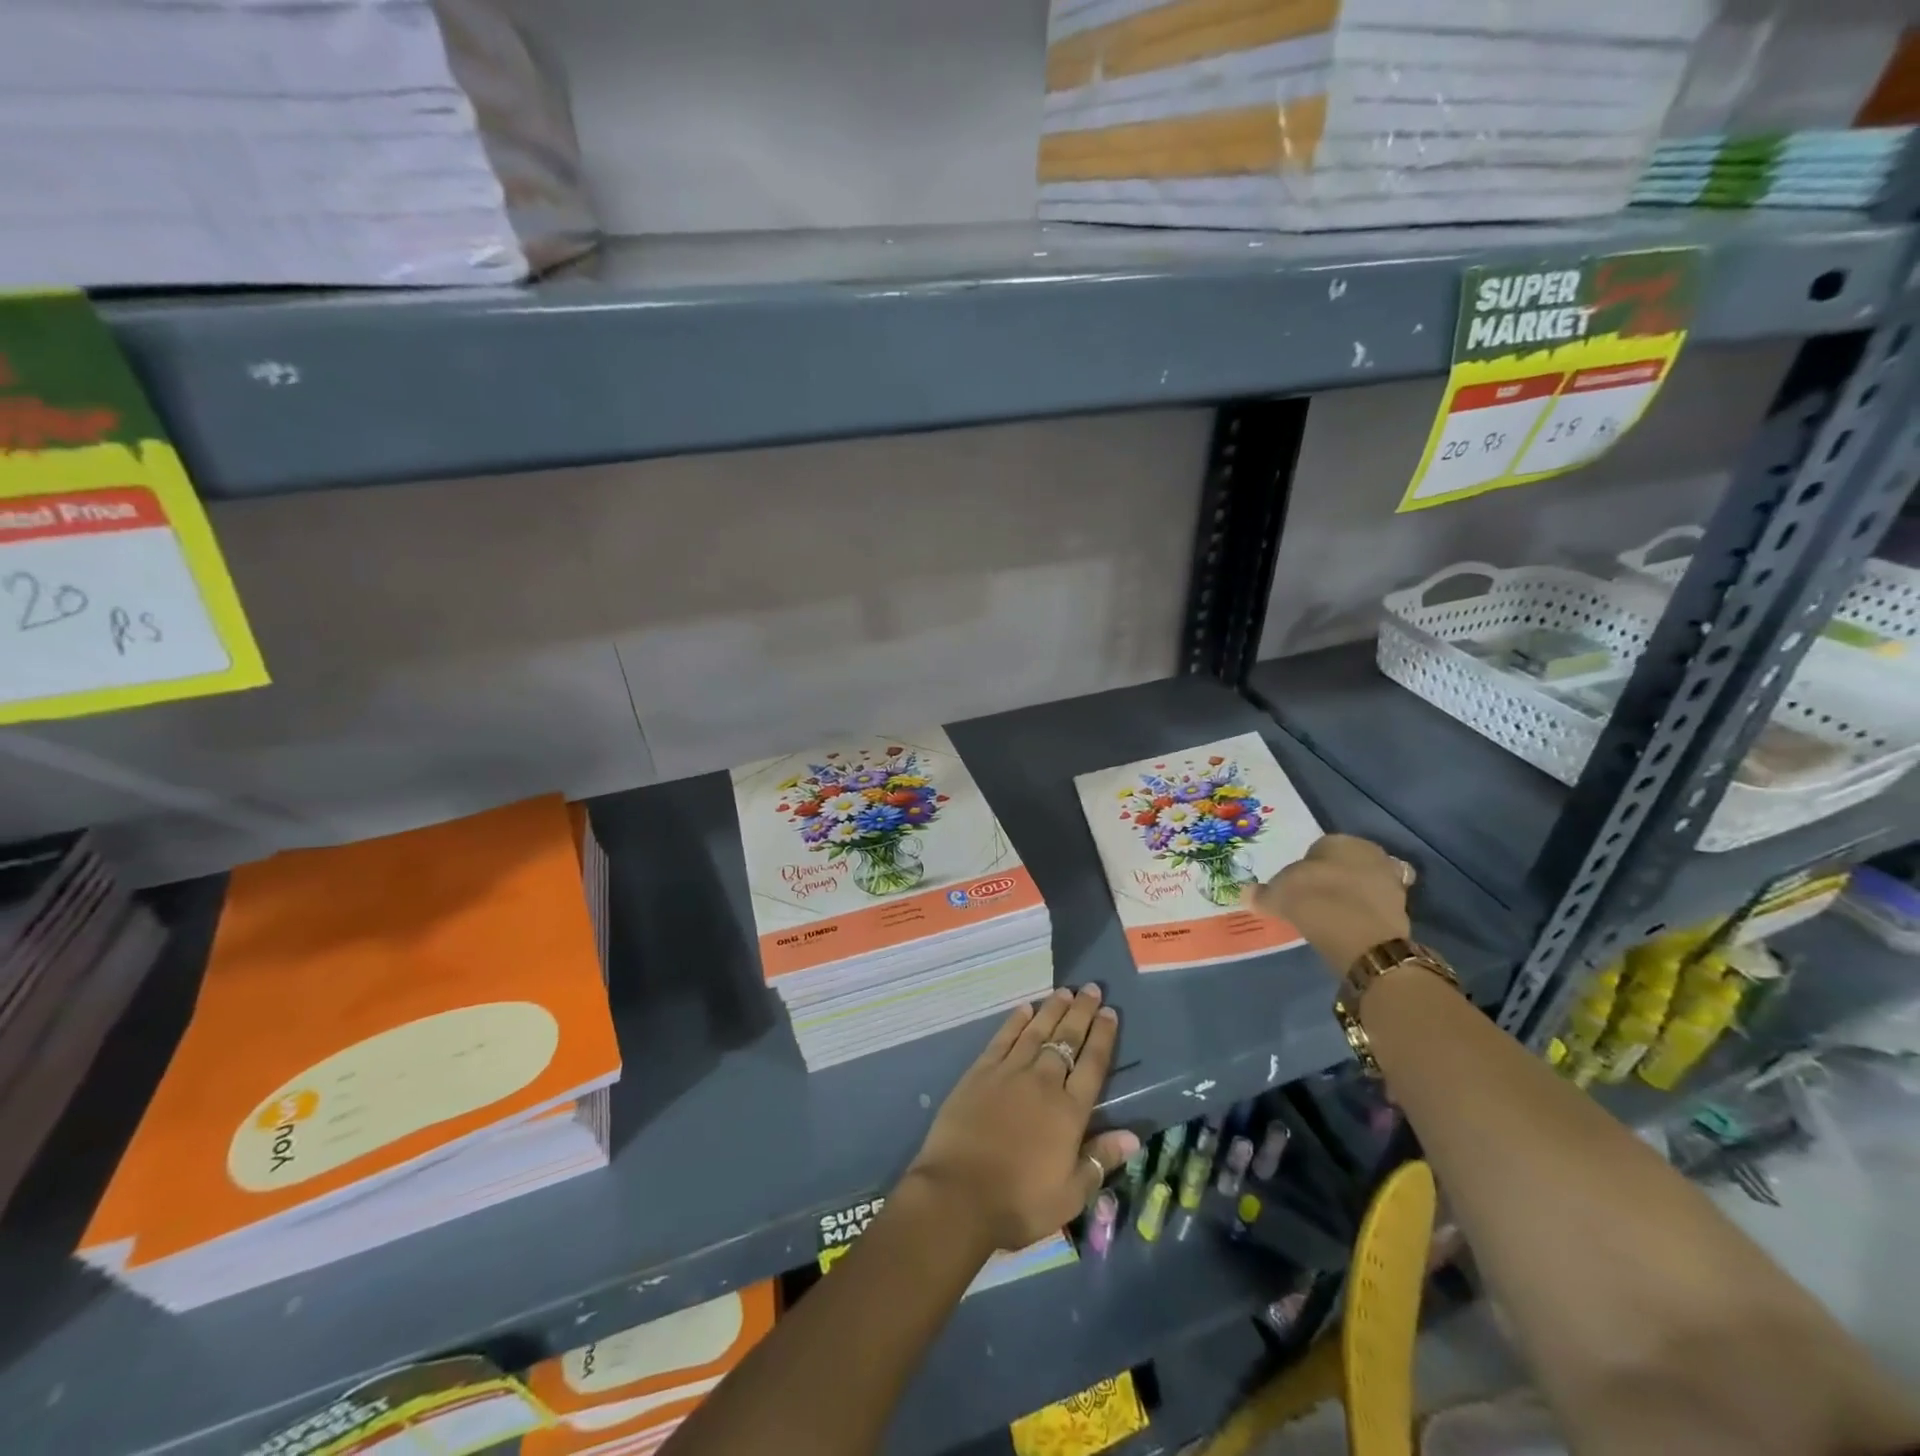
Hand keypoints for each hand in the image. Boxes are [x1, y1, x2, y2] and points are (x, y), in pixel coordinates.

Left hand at [904, 985, 1139, 1254]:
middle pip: (1066, 1039)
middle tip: (1091, 988)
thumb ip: (1099, 1160)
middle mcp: (1042, 1082)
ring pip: (1036, 1032)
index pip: (1092, 1064)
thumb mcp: (1070, 1194)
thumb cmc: (1019, 1202)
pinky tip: (1024, 1008)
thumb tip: (1133, 1135)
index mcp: (1069, 1112)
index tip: (1110, 1012)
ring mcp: (1009, 1073)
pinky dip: (1015, 1022)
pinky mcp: (980, 1072)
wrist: (958, 1194)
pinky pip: (1002, 1039)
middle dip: (1081, 1012)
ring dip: (1052, 1009)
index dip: (1103, 1036)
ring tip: (1064, 991)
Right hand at [1244, 833, 1412, 974]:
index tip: (1298, 887)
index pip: (1318, 849)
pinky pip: (1378, 906)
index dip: (1306, 868)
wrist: (1360, 937)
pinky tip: (1354, 927)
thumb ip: (1263, 894)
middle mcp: (1369, 852)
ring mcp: (1391, 880)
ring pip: (1365, 883)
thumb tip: (1247, 894)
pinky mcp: (1404, 908)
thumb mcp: (1278, 896)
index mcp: (1338, 840)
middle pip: (1346, 863)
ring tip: (1336, 916)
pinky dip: (1368, 914)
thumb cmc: (1314, 900)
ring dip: (1354, 895)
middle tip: (1317, 899)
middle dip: (1335, 877)